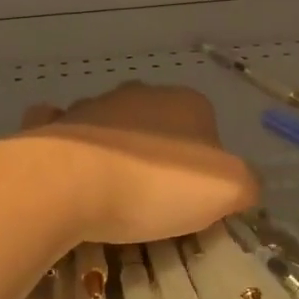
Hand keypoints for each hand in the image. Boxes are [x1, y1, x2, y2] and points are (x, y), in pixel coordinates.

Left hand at [14, 82, 258, 246]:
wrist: (68, 182)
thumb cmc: (156, 184)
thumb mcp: (228, 189)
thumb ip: (246, 183)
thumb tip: (242, 186)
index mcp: (186, 102)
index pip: (209, 131)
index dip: (207, 168)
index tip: (194, 203)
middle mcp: (140, 93)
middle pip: (160, 128)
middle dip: (160, 158)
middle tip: (155, 204)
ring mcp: (91, 105)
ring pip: (113, 128)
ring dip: (116, 154)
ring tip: (111, 200)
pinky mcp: (52, 125)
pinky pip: (65, 134)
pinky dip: (70, 149)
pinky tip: (69, 177)